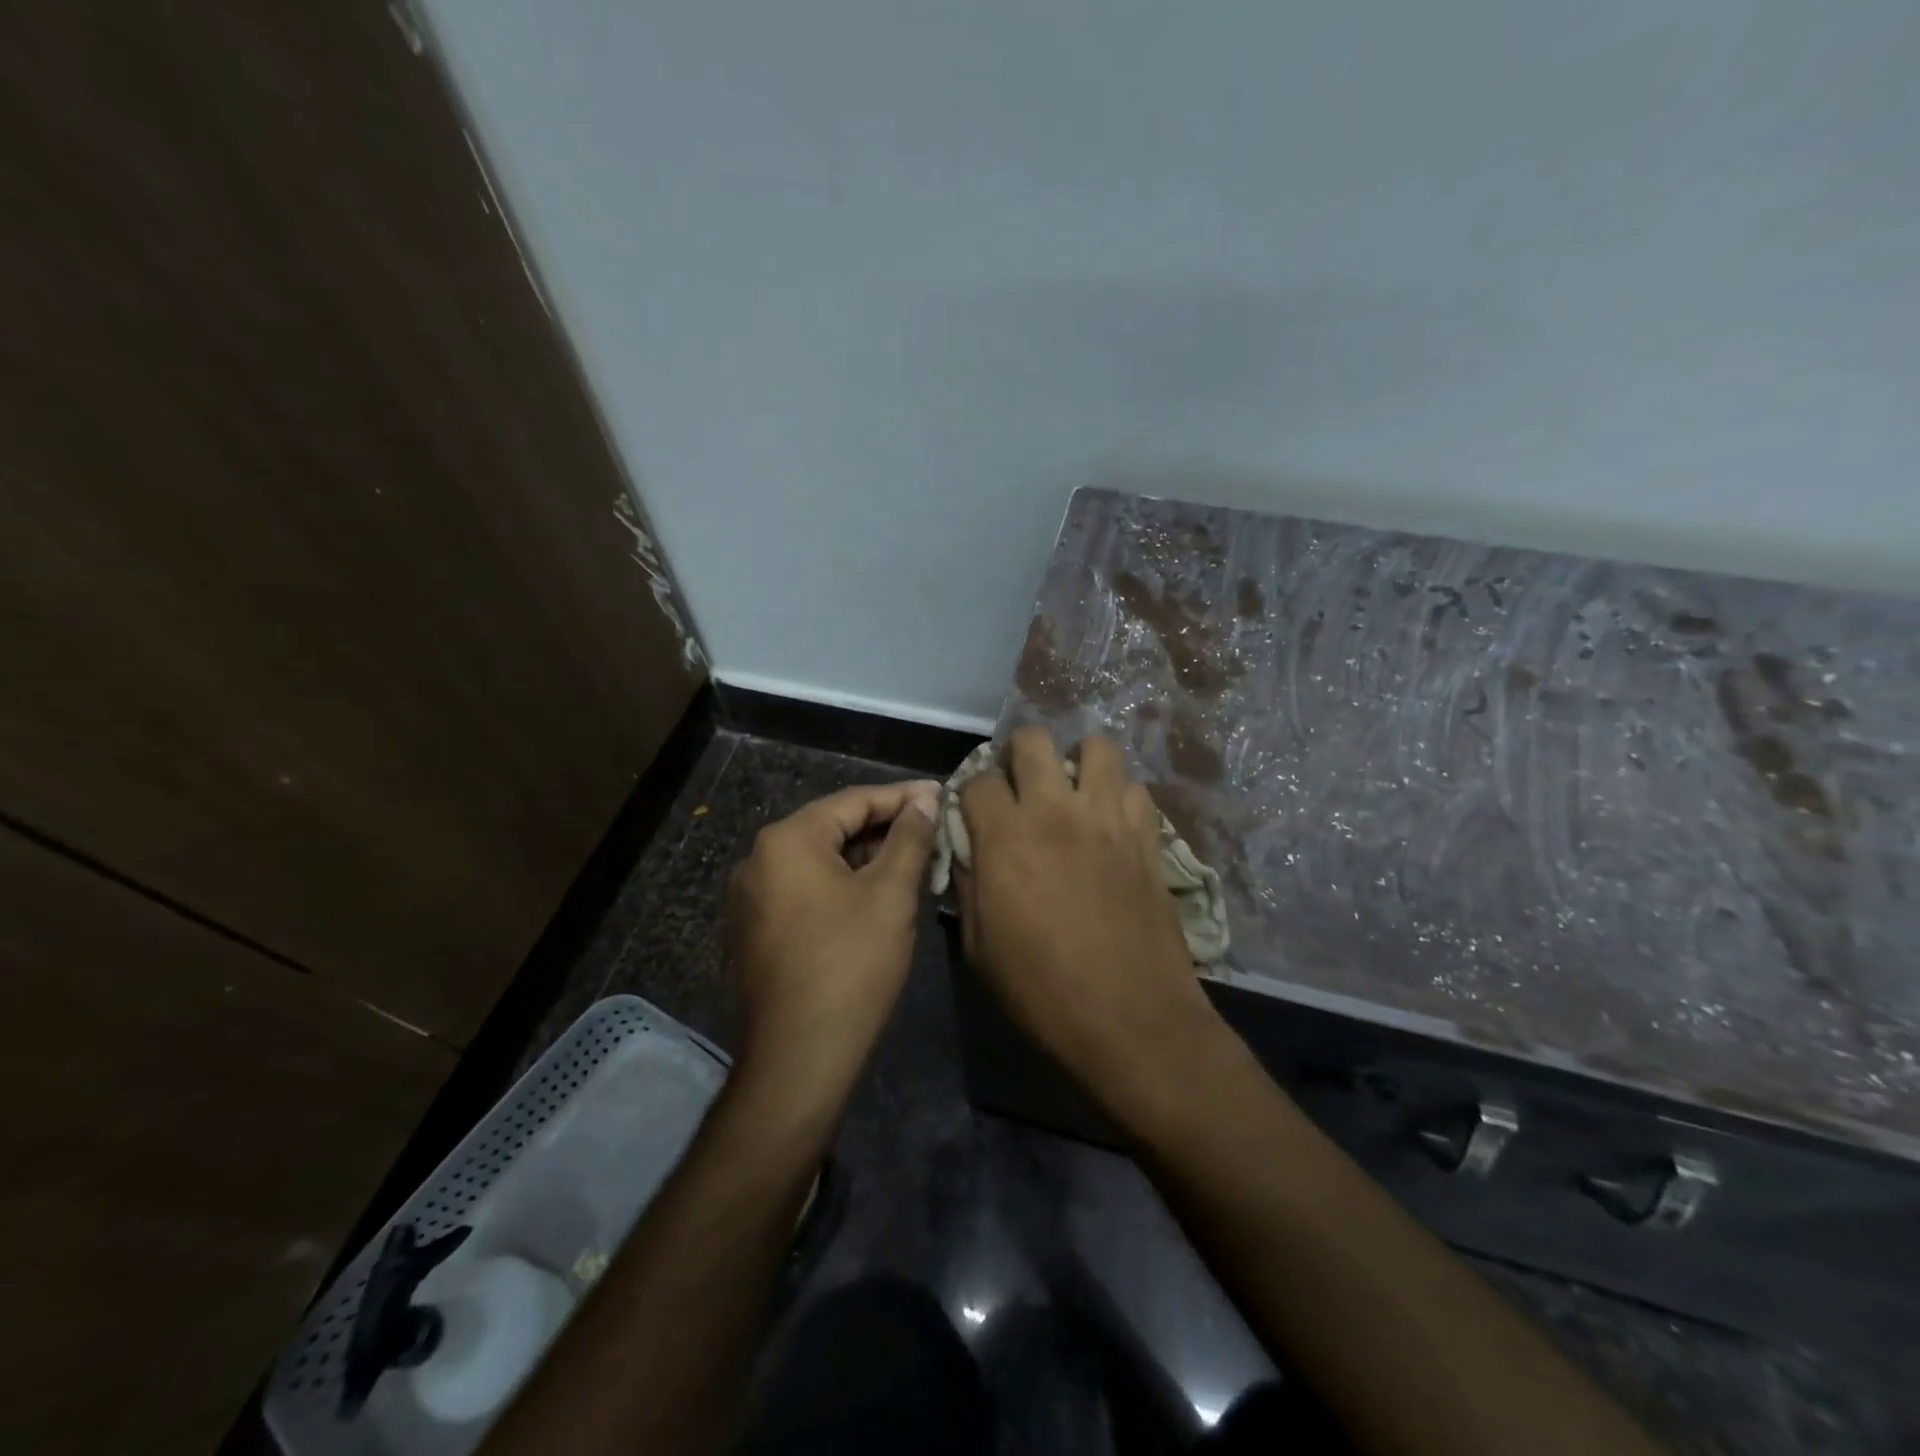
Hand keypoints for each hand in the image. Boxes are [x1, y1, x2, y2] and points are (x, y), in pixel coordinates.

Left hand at [727, 781, 939, 1100]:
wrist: (799, 1057)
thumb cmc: (851, 965)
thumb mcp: (890, 895)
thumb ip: (909, 838)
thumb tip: (925, 799)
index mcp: (787, 840)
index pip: (853, 800)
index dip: (902, 796)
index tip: (941, 794)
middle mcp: (758, 860)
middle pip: (832, 828)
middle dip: (884, 827)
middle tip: (932, 828)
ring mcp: (751, 898)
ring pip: (819, 861)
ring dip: (865, 858)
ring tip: (912, 860)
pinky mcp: (755, 931)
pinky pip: (805, 890)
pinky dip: (842, 885)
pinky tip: (876, 895)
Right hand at [956, 729, 1222, 1122]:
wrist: (1130, 1019)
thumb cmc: (1042, 990)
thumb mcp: (979, 946)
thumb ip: (967, 884)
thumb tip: (966, 850)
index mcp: (1006, 838)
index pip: (979, 780)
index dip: (971, 793)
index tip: (975, 812)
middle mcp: (1055, 811)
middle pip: (1033, 740)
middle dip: (1018, 753)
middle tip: (1020, 784)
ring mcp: (1108, 818)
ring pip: (1096, 746)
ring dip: (1077, 761)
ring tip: (1072, 791)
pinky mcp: (1147, 836)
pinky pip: (1135, 788)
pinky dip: (1119, 796)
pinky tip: (1111, 823)